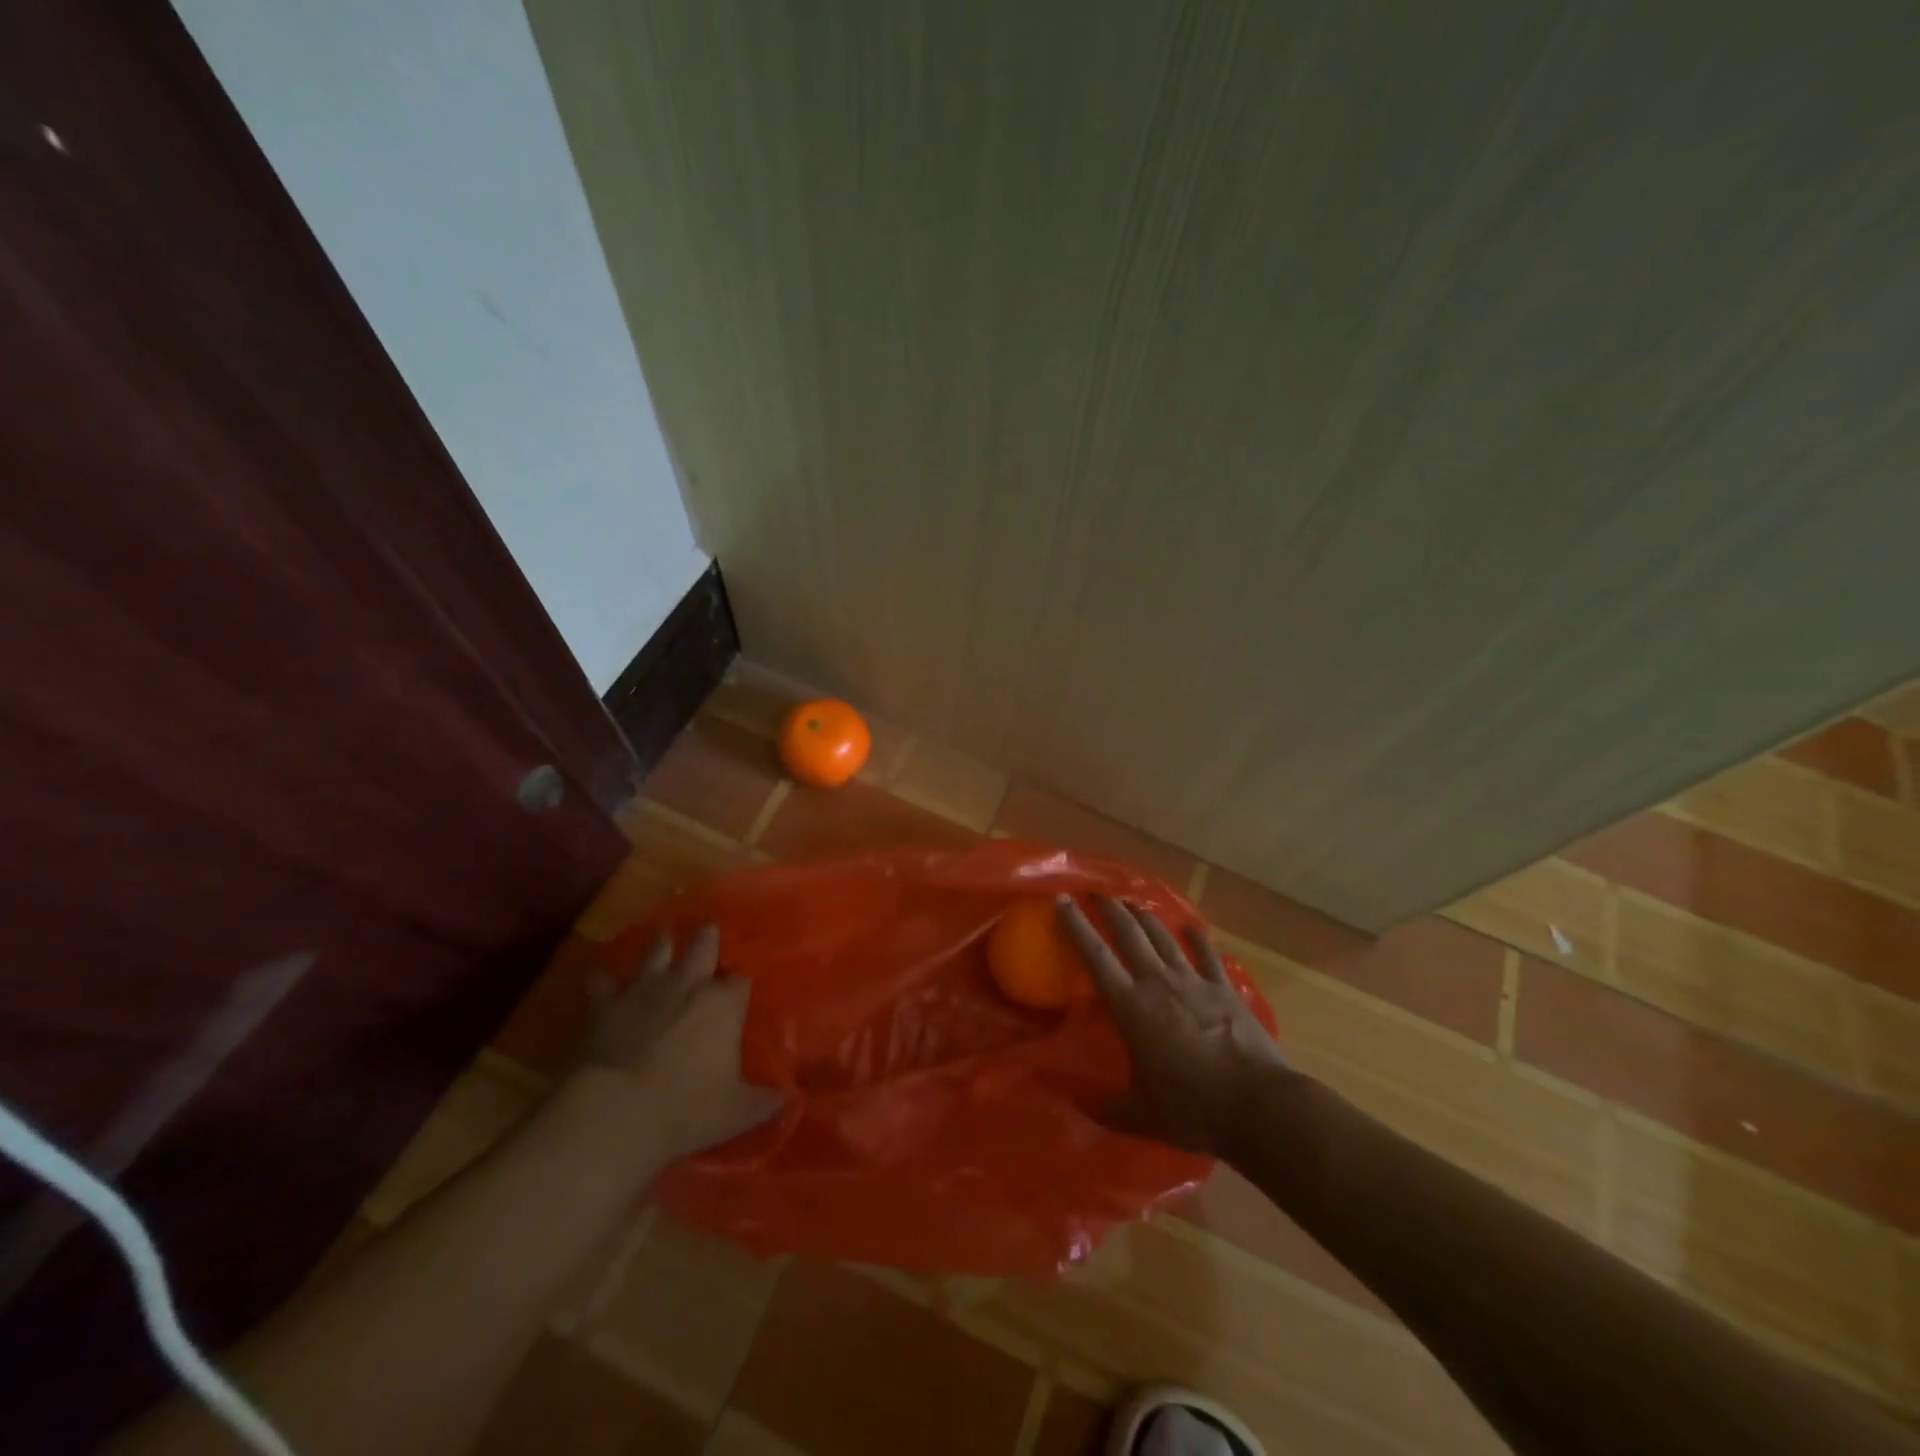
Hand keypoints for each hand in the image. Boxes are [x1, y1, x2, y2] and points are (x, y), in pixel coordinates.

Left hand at [574, 925, 783, 1164]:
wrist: (617, 1112)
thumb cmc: (688, 1109)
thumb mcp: (738, 1112)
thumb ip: (764, 1101)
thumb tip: (787, 1099)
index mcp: (724, 1004)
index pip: (740, 981)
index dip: (739, 984)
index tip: (739, 990)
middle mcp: (688, 985)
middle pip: (703, 947)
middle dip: (708, 939)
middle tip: (708, 930)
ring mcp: (645, 990)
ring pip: (657, 951)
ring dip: (661, 944)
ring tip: (664, 936)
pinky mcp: (606, 1004)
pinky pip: (602, 981)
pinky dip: (603, 978)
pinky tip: (600, 975)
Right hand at [1057, 894, 1284, 1156]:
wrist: (1258, 1105)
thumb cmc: (1192, 1109)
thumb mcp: (1138, 1115)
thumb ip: (1104, 1107)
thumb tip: (1072, 1104)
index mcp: (1131, 1007)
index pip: (1095, 956)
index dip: (1076, 925)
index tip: (1062, 900)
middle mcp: (1158, 983)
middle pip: (1129, 933)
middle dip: (1110, 909)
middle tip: (1096, 893)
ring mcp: (1194, 982)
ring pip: (1164, 937)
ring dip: (1146, 917)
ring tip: (1133, 905)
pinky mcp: (1225, 989)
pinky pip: (1207, 955)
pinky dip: (1197, 939)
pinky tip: (1191, 929)